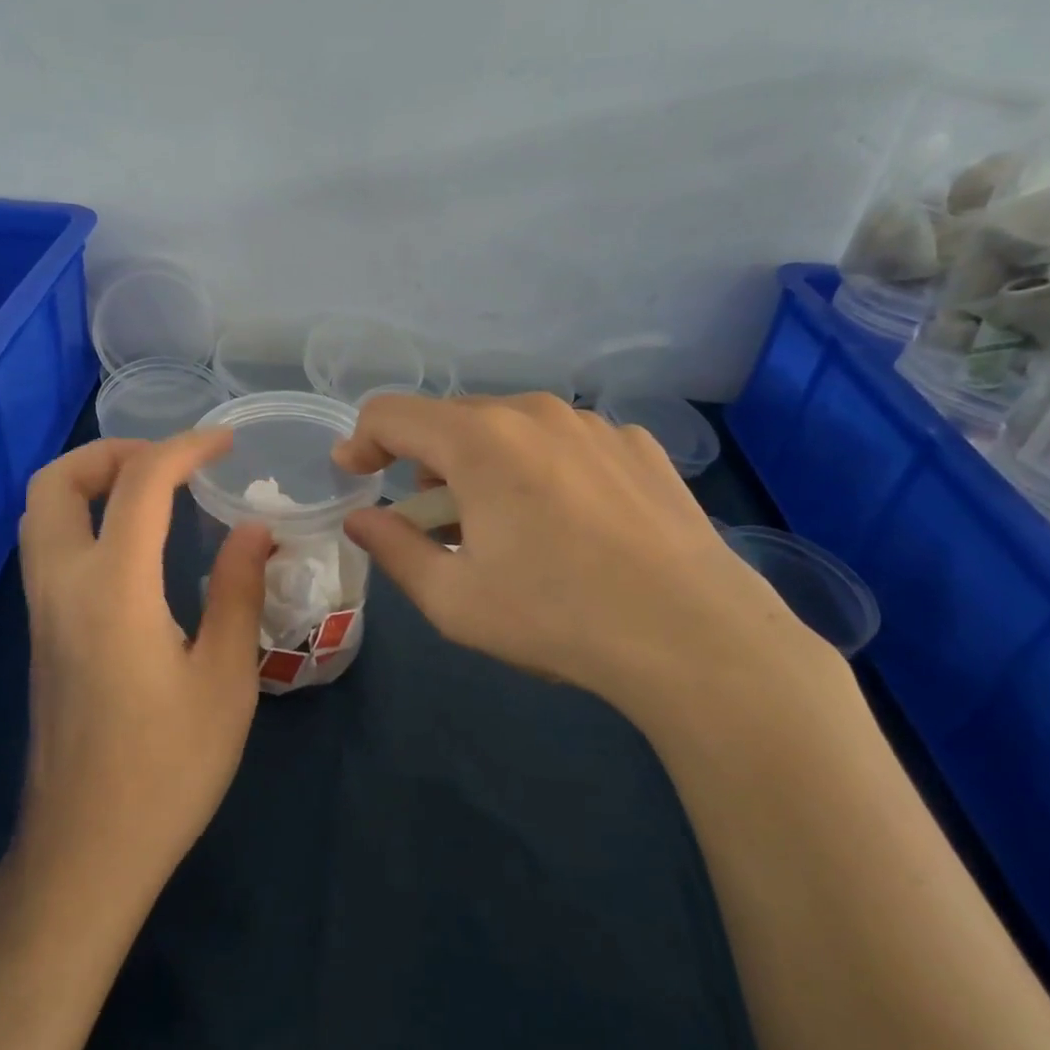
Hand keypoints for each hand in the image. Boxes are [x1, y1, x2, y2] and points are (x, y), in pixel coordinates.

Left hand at [14, 429, 272, 903]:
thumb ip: (239, 592)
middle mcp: (62, 587)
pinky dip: (85, 519)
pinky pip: (49, 549)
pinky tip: (136, 547)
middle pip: (53, 484)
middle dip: (110, 452)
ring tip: (154, 493)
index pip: (140, 484)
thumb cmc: (168, 769)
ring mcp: (41, 613)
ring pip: (41, 514)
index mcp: (114, 591)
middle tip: (168, 463)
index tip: (225, 443)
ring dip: (90, 483)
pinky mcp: (41, 636)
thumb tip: (253, 529)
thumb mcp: (225, 679)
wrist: (86, 851)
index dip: (184, 448)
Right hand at [333, 393, 843, 738]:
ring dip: (484, 464)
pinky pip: (564, 442)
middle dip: (425, 463)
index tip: (355, 476)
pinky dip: (541, 469)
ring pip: (510, 427)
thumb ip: (393, 548)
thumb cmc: (556, 617)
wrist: (694, 636)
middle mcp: (534, 413)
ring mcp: (592, 424)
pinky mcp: (636, 445)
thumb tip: (361, 518)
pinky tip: (568, 522)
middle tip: (435, 522)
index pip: (392, 413)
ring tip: (505, 525)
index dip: (361, 441)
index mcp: (479, 441)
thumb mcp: (453, 600)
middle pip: (451, 419)